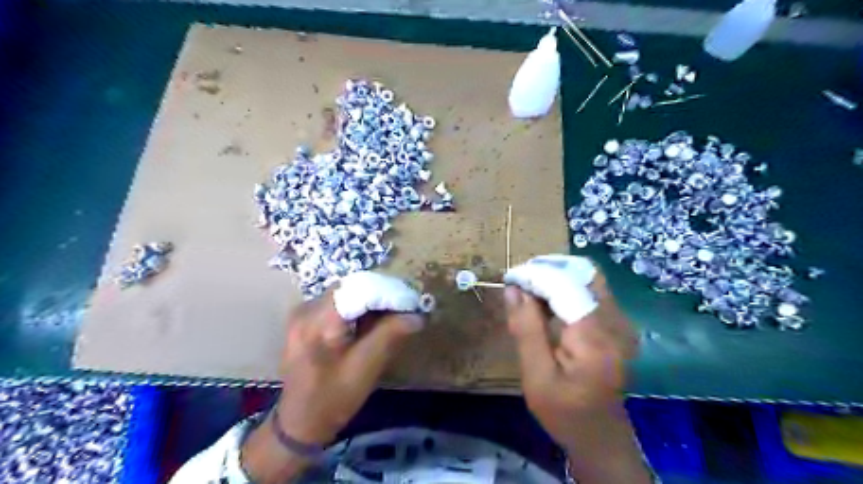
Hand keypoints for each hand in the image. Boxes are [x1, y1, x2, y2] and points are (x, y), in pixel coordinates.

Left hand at [241, 274, 424, 481]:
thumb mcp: (366, 368)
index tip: (412, 304)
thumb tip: (417, 314)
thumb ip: (390, 335)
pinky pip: (338, 303)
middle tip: (405, 310)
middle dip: (381, 295)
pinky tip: (370, 323)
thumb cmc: (332, 400)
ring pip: (346, 293)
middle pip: (351, 287)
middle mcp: (306, 309)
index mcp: (317, 321)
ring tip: (393, 316)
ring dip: (371, 301)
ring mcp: (302, 312)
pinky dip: (358, 308)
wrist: (299, 423)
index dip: (388, 292)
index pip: (359, 289)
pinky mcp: (305, 319)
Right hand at [508, 263, 630, 436]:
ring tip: (528, 289)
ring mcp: (621, 322)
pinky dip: (565, 288)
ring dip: (555, 277)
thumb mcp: (536, 375)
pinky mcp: (618, 324)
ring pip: (586, 278)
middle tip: (519, 282)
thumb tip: (513, 288)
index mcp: (595, 339)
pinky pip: (590, 291)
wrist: (601, 437)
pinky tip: (545, 302)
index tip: (509, 278)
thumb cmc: (564, 412)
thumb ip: (526, 328)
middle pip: (582, 274)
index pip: (565, 286)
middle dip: (547, 270)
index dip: (535, 275)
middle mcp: (616, 323)